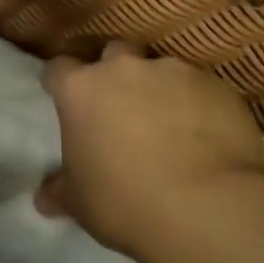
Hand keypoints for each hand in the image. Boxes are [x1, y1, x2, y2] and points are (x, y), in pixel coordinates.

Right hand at [38, 42, 263, 254]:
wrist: (206, 208)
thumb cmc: (123, 201)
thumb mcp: (79, 202)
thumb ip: (60, 190)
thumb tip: (44, 199)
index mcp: (82, 89)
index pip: (58, 68)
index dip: (61, 82)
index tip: (66, 100)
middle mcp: (126, 69)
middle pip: (114, 53)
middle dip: (114, 74)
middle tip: (120, 107)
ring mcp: (176, 73)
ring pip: (161, 70)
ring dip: (159, 90)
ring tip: (169, 126)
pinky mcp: (219, 87)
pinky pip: (201, 90)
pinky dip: (197, 105)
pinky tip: (204, 137)